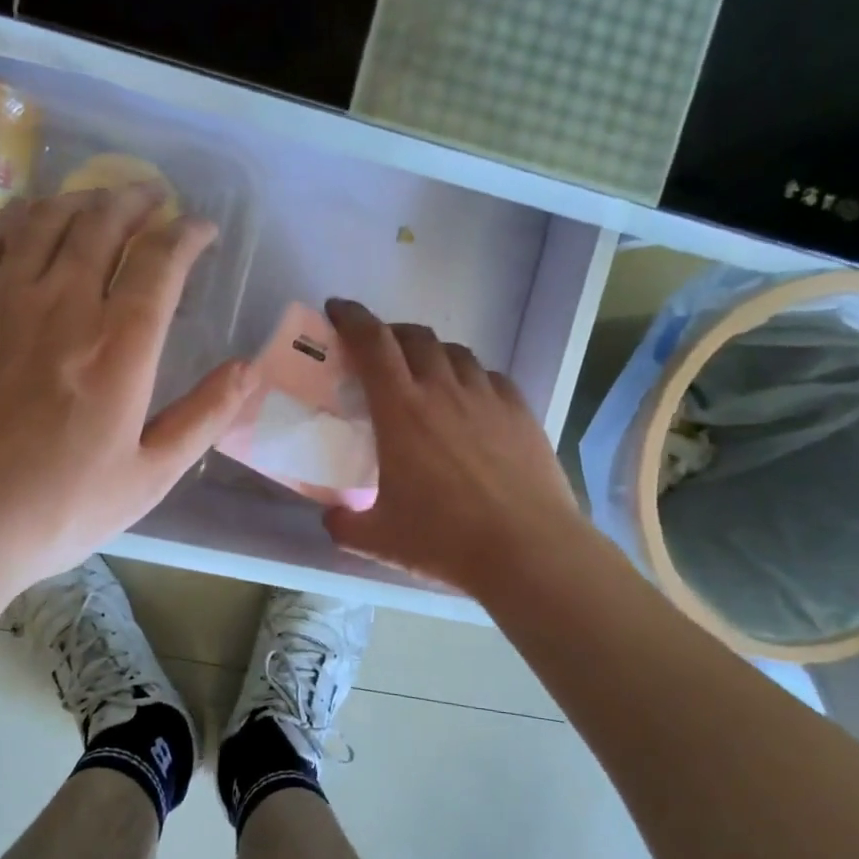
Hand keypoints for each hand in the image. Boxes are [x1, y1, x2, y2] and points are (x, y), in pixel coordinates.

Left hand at [0, 183, 255, 594]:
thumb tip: (249, 369)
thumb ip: (203, 417)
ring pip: (46, 222)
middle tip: (154, 195)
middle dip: (136, 200)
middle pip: (103, 225)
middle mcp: (63, 305)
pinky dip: (17, 216)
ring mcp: (0, 302)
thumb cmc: (54, 510)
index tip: (201, 228)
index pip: (161, 263)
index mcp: (119, 346)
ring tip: (100, 198)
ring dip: (81, 199)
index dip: (186, 234)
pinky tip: (29, 215)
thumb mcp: (148, 477)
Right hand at [322, 298, 588, 598]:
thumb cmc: (445, 540)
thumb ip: (343, 524)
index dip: (351, 318)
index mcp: (401, 410)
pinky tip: (471, 401)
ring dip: (432, 354)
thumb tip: (331, 517)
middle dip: (391, 333)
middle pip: (415, 337)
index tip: (338, 309)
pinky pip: (490, 377)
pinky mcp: (521, 412)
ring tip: (425, 375)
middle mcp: (444, 390)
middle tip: (378, 350)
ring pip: (455, 353)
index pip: (372, 343)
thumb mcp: (378, 538)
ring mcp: (487, 397)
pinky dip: (471, 378)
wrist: (528, 550)